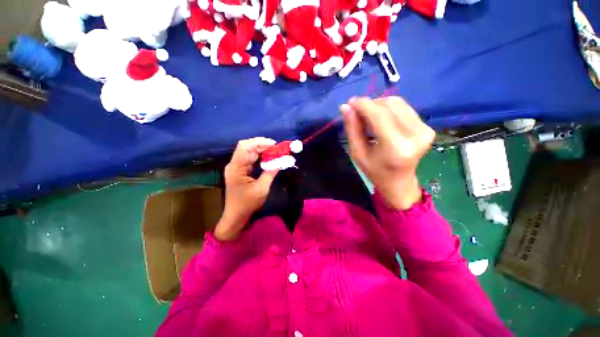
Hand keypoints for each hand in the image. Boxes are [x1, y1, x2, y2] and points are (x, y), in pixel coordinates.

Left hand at [215, 137, 278, 240]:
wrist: (236, 215)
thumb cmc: (247, 204)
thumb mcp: (261, 188)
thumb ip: (270, 173)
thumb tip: (282, 161)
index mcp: (236, 167)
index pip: (244, 147)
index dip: (259, 142)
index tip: (274, 145)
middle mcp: (235, 164)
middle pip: (248, 148)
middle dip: (263, 146)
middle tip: (278, 149)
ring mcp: (238, 167)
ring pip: (251, 152)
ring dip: (263, 151)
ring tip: (276, 152)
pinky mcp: (242, 170)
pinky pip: (252, 159)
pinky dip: (261, 157)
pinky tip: (270, 158)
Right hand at [341, 97, 434, 209]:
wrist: (399, 181)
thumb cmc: (375, 170)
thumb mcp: (357, 153)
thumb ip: (352, 129)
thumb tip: (346, 107)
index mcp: (395, 146)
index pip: (379, 115)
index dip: (363, 105)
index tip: (350, 103)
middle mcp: (415, 135)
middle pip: (389, 106)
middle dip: (369, 105)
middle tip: (357, 113)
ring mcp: (425, 129)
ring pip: (397, 103)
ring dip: (379, 105)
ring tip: (368, 117)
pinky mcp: (427, 127)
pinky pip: (404, 108)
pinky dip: (389, 109)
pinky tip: (381, 119)